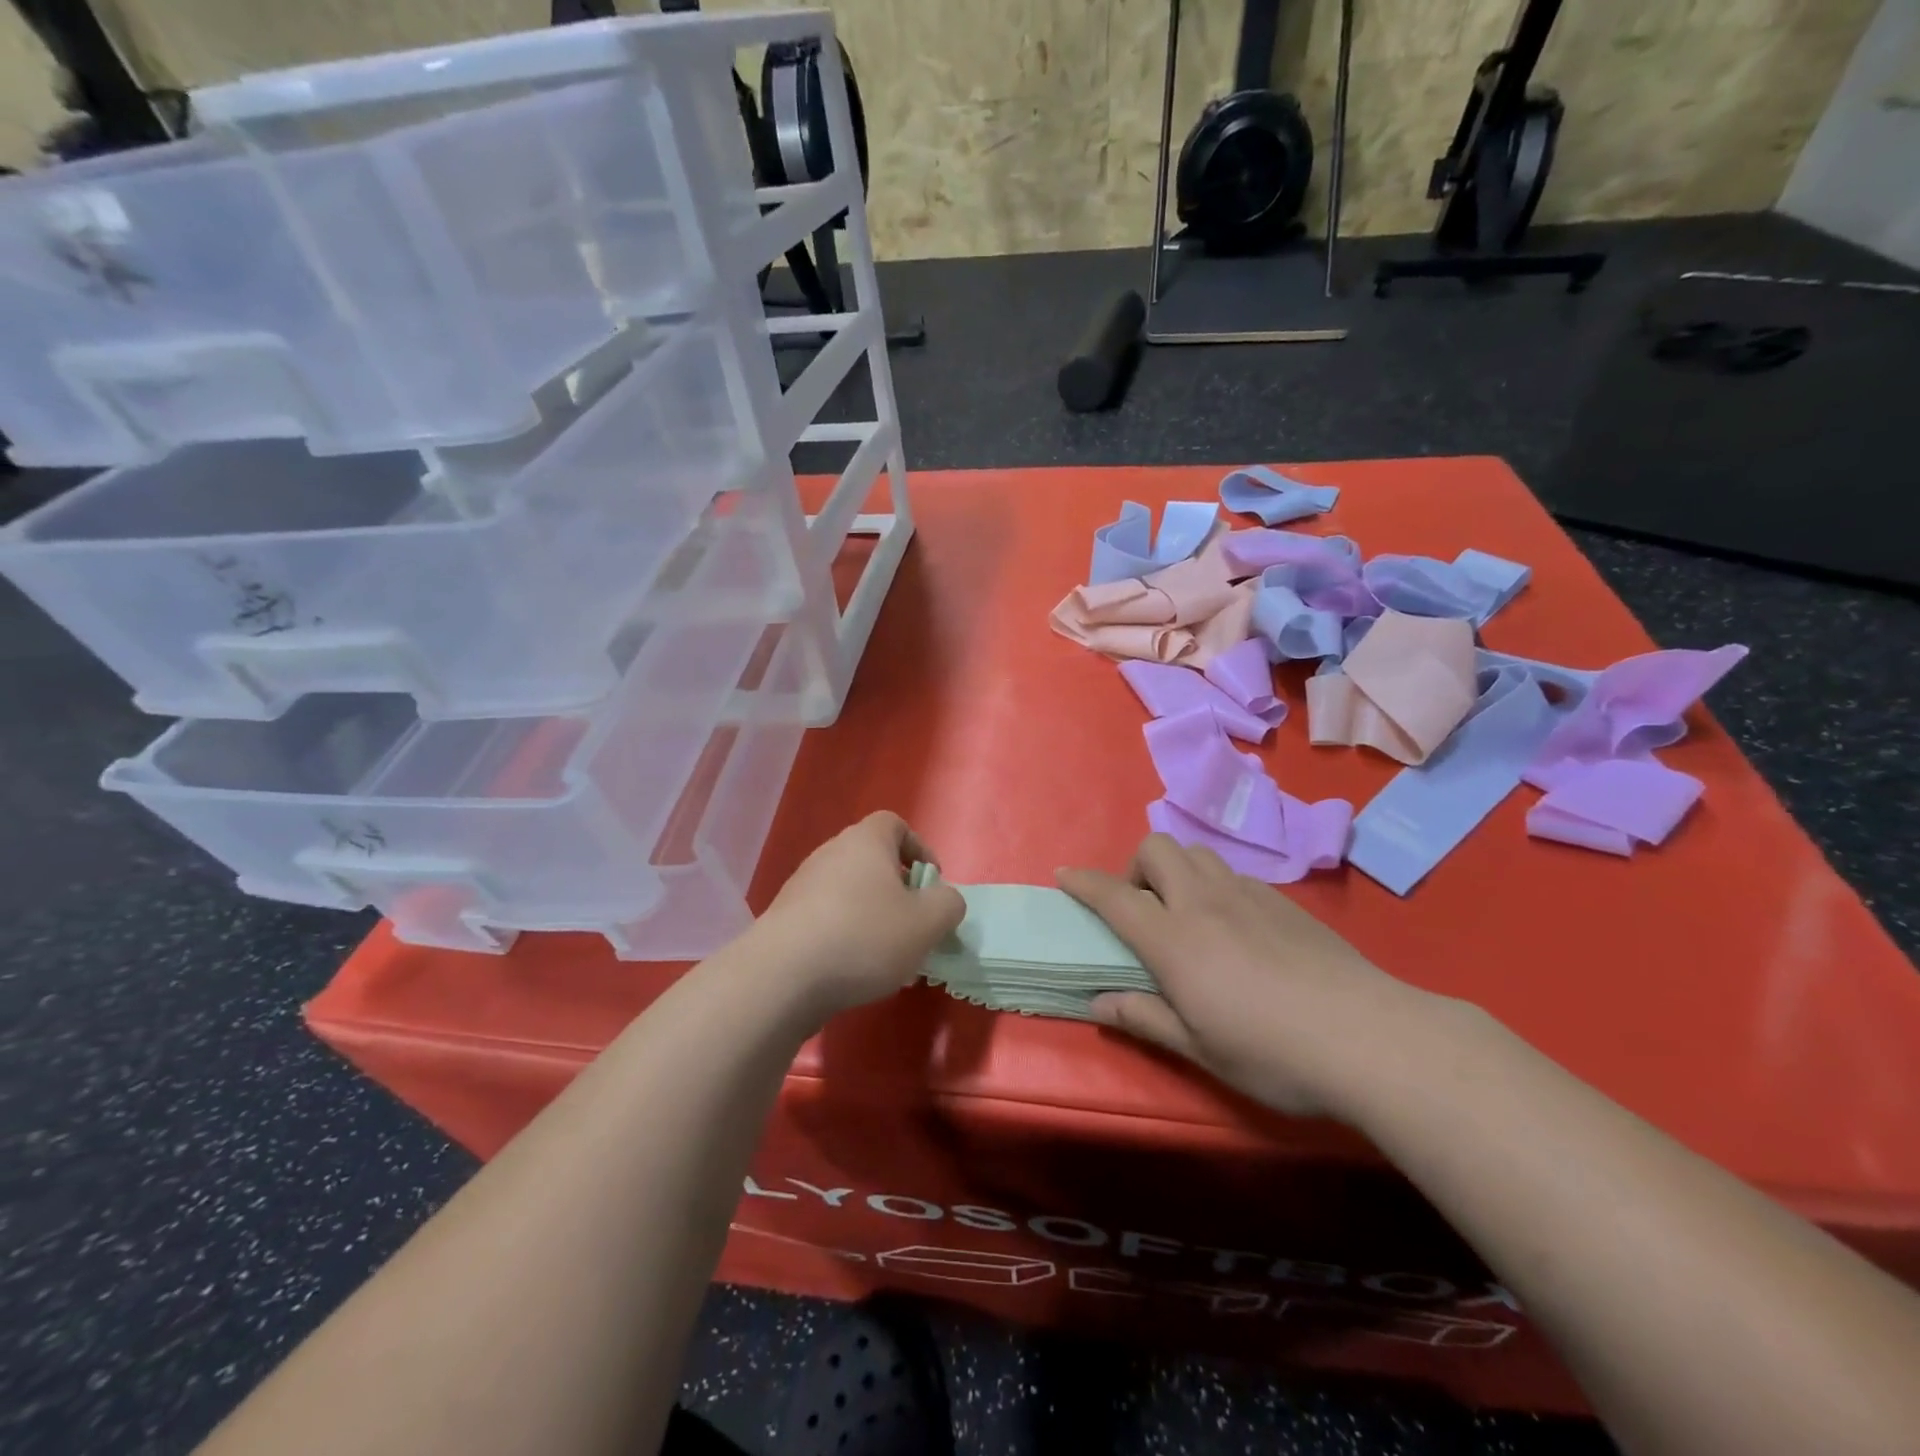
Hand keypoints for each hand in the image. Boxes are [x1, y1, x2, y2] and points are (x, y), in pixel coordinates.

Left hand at [753, 811, 964, 1019]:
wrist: (782, 977)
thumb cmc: (864, 937)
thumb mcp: (927, 923)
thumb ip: (948, 904)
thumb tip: (943, 899)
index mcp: (865, 841)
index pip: (895, 825)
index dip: (919, 849)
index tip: (931, 884)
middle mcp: (831, 853)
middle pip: (872, 860)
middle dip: (898, 891)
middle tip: (914, 926)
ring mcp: (802, 886)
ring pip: (850, 893)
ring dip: (873, 917)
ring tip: (887, 958)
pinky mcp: (785, 919)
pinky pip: (827, 918)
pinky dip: (845, 936)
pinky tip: (854, 972)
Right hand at [1059, 835, 1428, 1116]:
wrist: (1370, 1037)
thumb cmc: (1272, 1052)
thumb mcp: (1199, 1048)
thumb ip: (1144, 1017)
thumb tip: (1097, 1002)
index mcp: (1174, 939)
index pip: (1115, 896)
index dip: (1083, 882)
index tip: (1064, 876)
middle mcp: (1205, 903)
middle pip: (1157, 848)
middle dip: (1136, 867)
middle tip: (1143, 911)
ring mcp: (1249, 895)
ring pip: (1197, 853)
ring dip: (1177, 872)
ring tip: (1186, 915)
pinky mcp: (1284, 901)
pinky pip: (1233, 874)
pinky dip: (1215, 885)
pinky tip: (1234, 928)